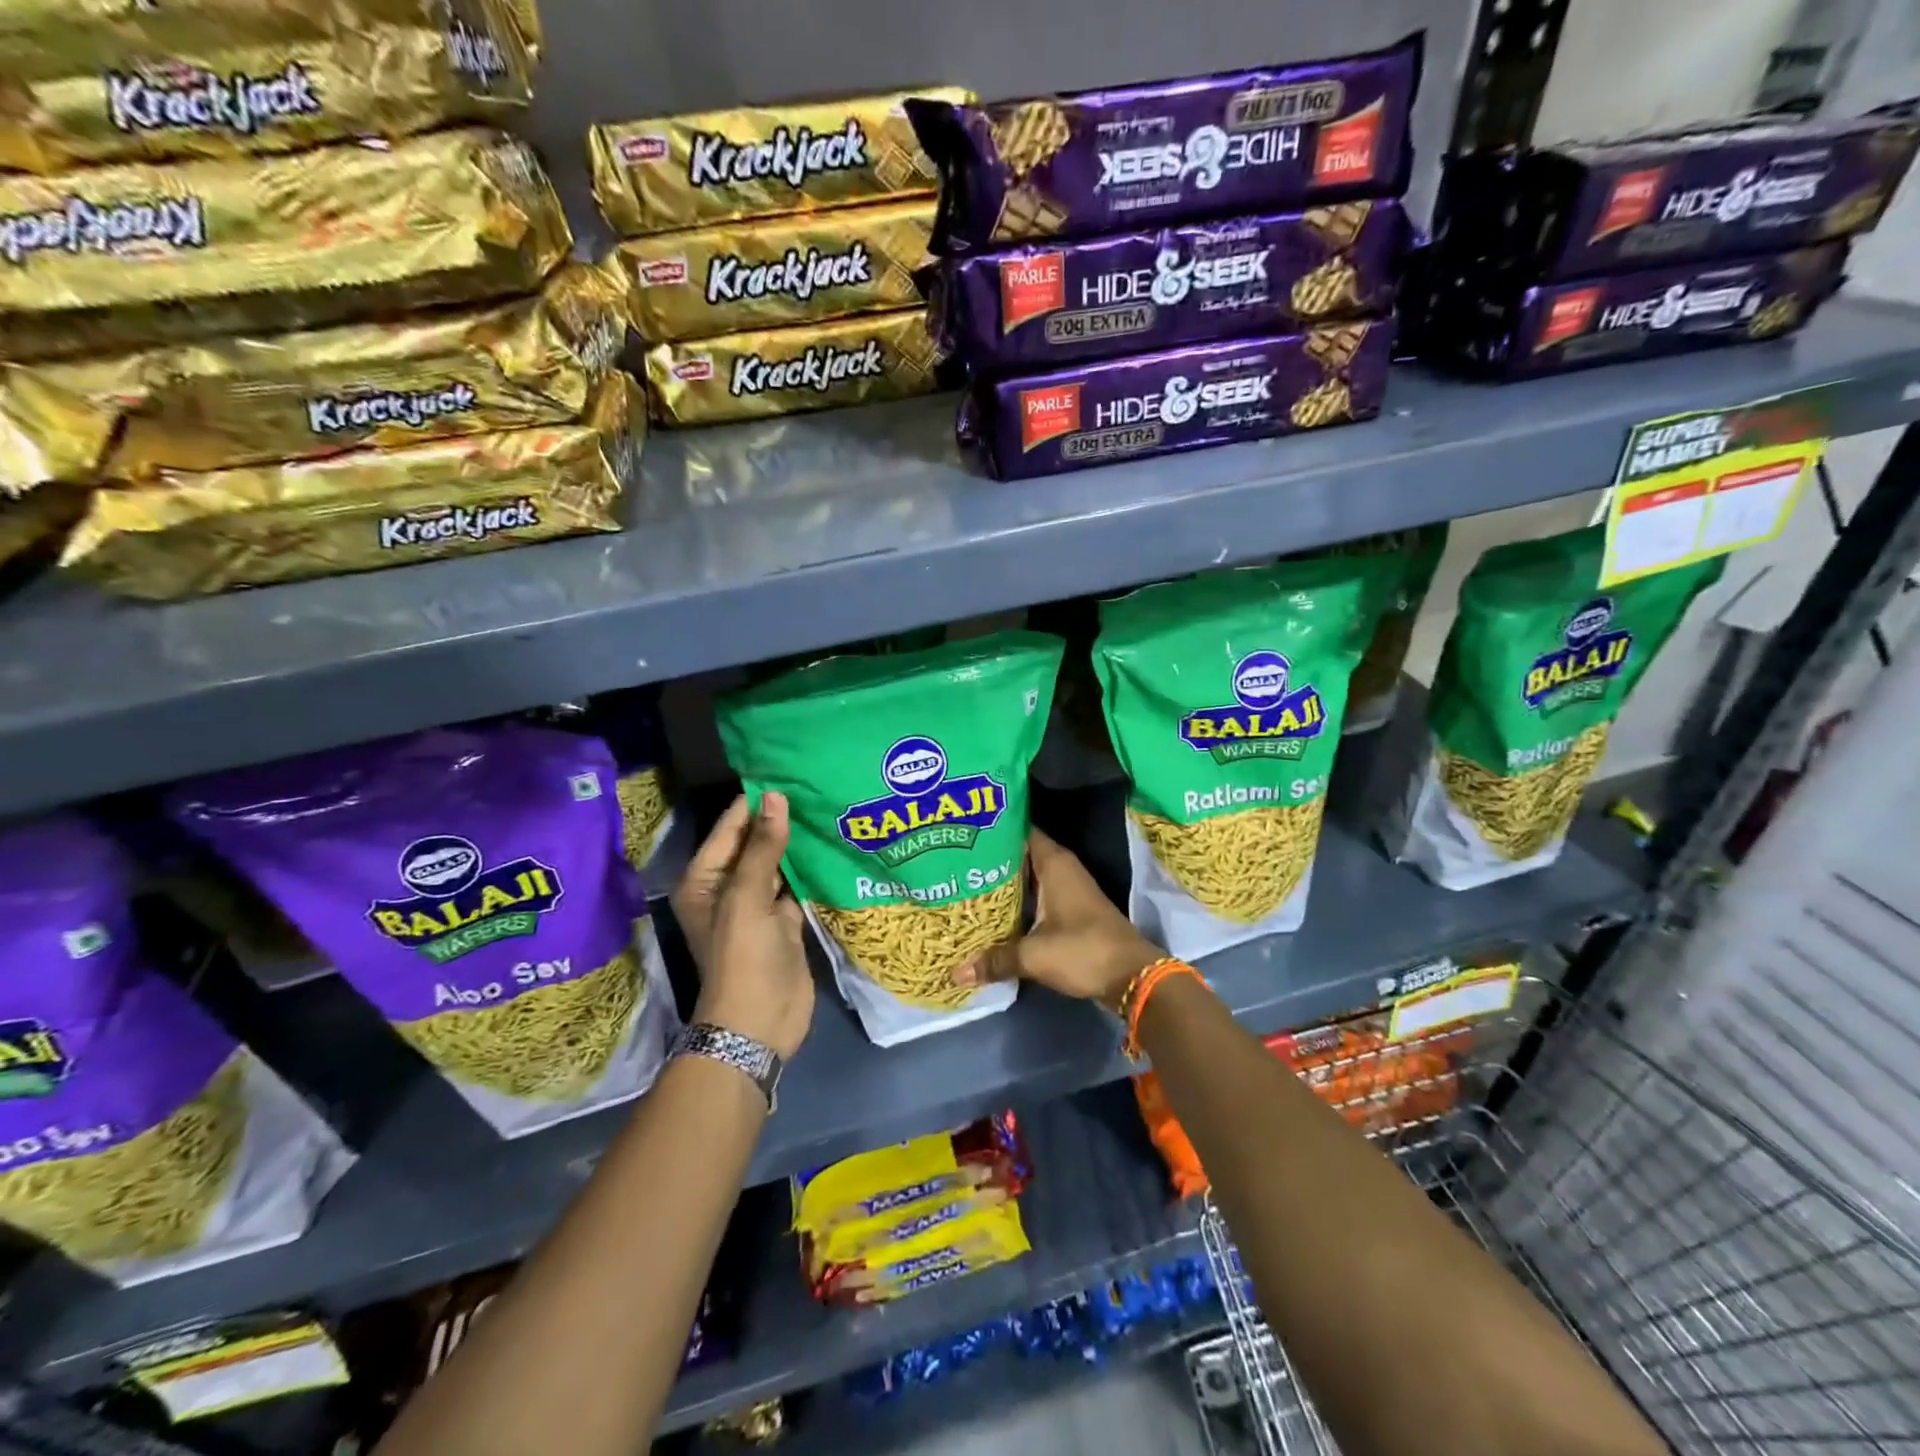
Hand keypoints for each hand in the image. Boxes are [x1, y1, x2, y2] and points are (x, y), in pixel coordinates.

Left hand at [672, 792, 814, 1060]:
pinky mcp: (784, 922)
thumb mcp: (747, 897)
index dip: (755, 803)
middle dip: (780, 820)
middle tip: (815, 786)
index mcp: (705, 880)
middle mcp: (728, 888)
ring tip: (827, 807)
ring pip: (778, 864)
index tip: (786, 773)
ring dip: (797, 844)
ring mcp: (758, 906)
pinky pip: (796, 886)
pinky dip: (810, 870)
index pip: (730, 828)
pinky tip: (832, 846)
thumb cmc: (743, 956)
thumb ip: (762, 847)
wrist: (760, 1022)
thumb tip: (775, 797)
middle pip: (754, 844)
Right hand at [952, 829, 1161, 1013]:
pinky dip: (1016, 900)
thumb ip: (995, 959)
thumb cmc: (1083, 951)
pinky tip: (991, 910)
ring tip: (964, 883)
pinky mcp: (1069, 908)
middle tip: (953, 860)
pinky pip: (1035, 895)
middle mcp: (1061, 868)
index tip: (962, 832)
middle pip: (1019, 854)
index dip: (992, 830)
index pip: (1019, 830)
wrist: (1131, 976)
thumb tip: (956, 972)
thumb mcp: (1034, 955)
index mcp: (1054, 863)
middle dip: (990, 859)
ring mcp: (1067, 888)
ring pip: (1027, 877)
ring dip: (1002, 882)